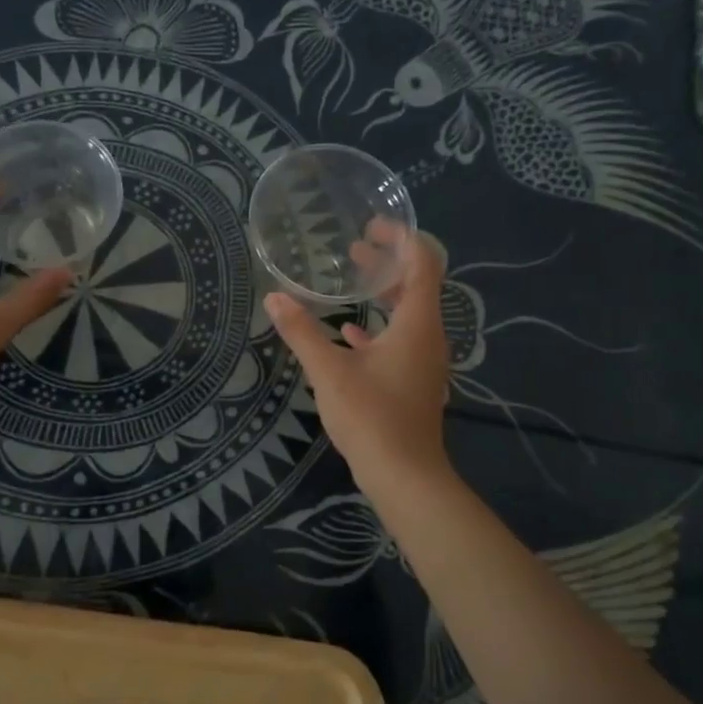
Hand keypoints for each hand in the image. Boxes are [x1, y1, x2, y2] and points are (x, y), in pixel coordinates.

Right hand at [262, 224, 451, 489]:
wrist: (404, 476)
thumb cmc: (371, 417)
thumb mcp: (329, 372)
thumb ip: (302, 332)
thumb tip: (274, 298)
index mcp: (417, 324)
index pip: (422, 263)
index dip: (401, 238)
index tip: (371, 227)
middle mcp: (428, 336)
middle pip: (418, 284)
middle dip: (388, 262)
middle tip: (354, 247)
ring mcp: (424, 360)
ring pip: (410, 313)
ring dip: (384, 292)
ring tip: (353, 279)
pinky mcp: (414, 380)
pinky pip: (402, 339)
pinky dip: (380, 327)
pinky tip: (351, 333)